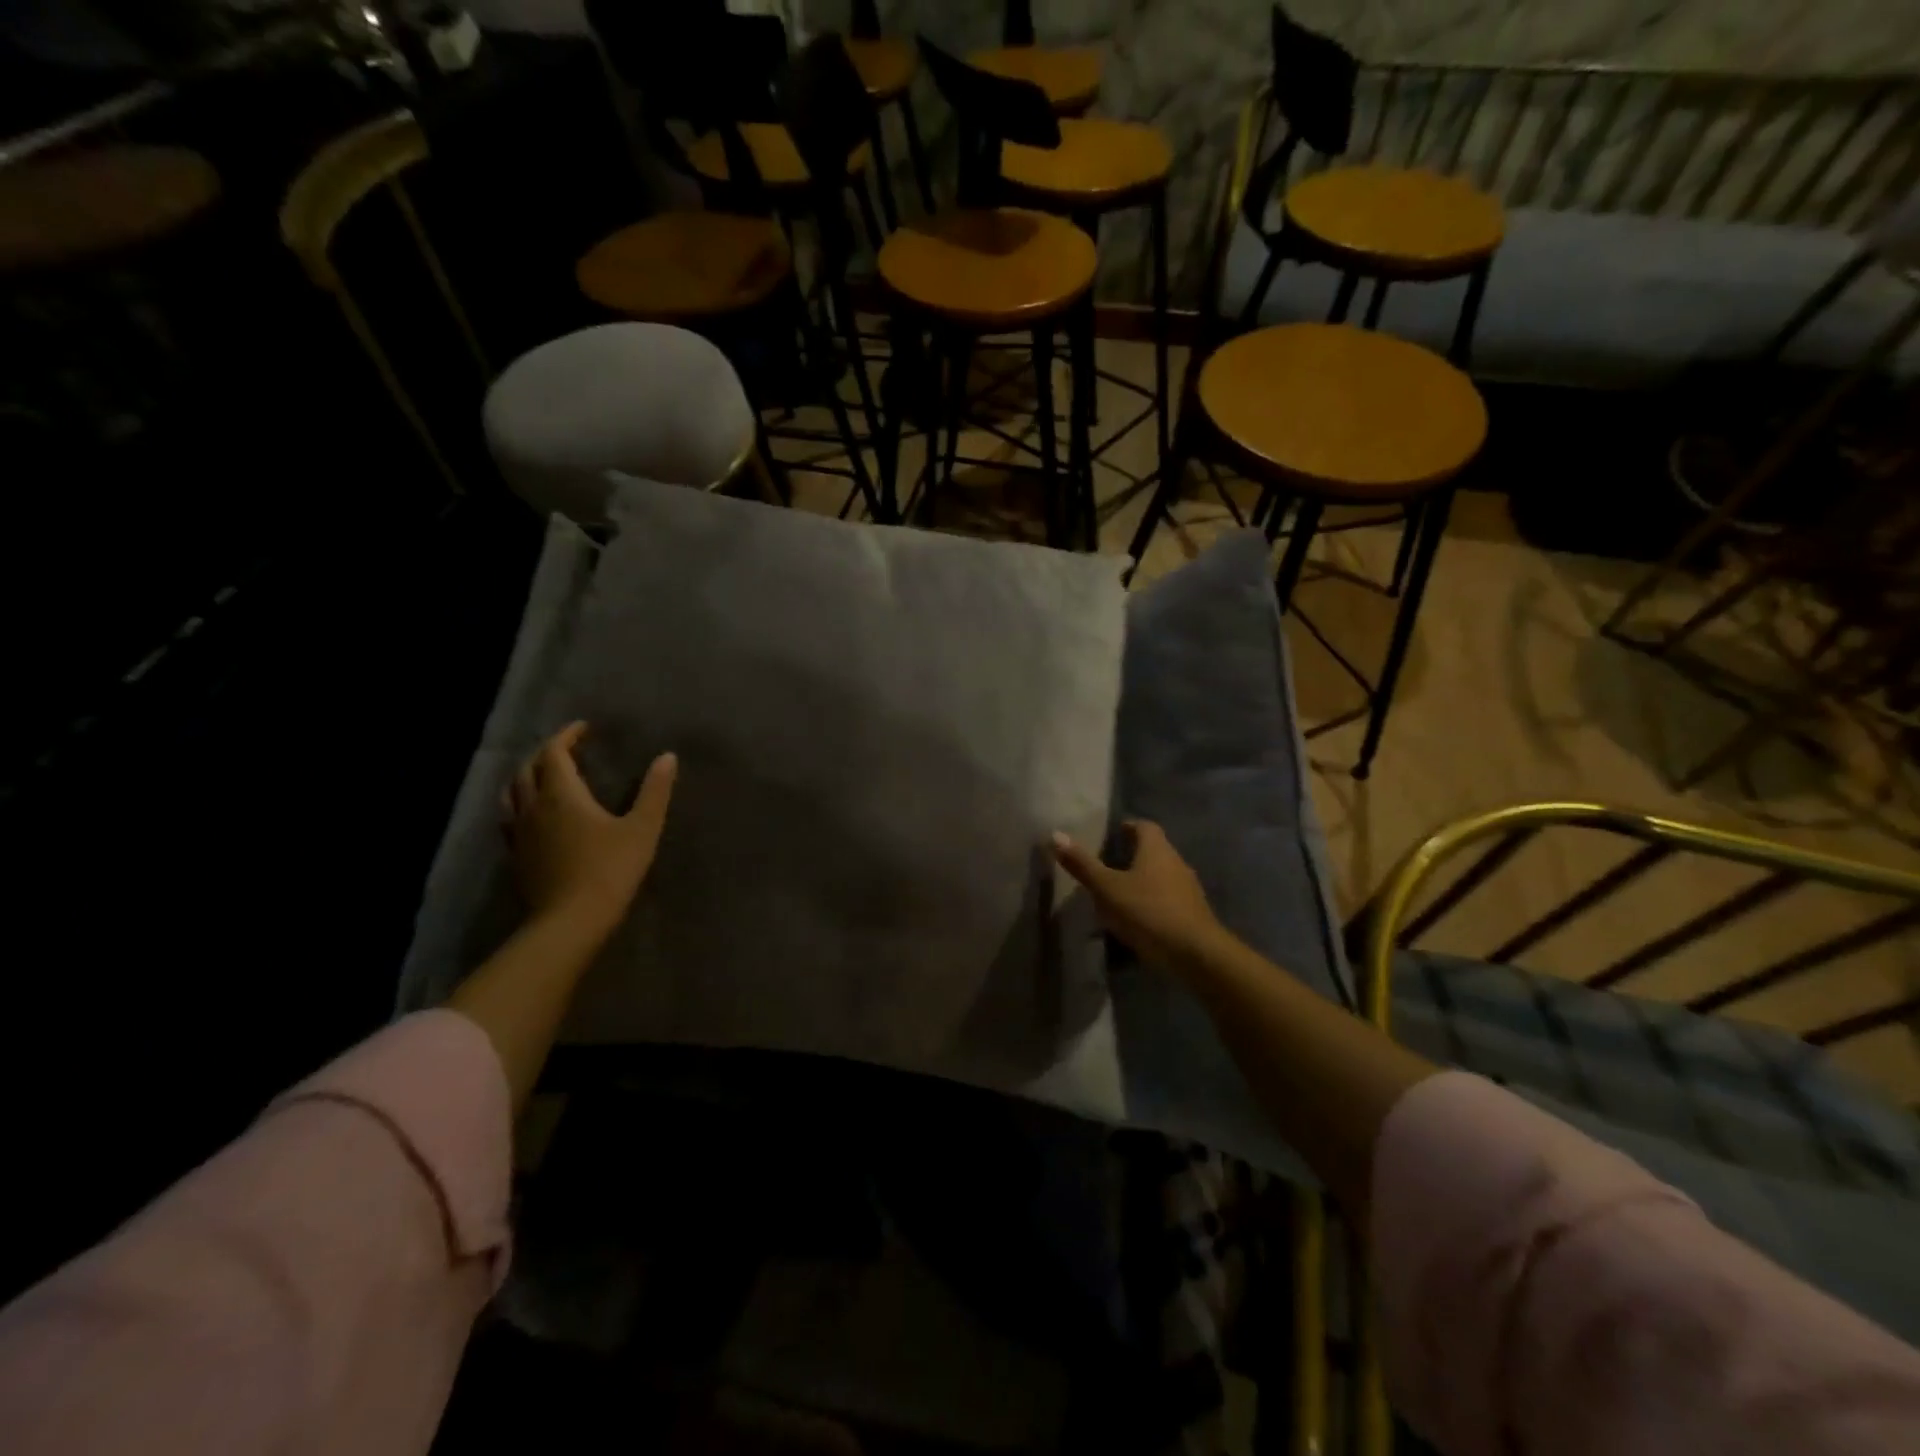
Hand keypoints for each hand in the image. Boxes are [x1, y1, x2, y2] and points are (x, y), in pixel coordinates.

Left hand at [505, 722, 676, 938]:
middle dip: (546, 754)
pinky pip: (510, 819)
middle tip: (567, 751)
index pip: (554, 753)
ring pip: (512, 794)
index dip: (566, 736)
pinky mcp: (516, 857)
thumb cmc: (610, 870)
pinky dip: (520, 805)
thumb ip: (654, 791)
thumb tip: (667, 757)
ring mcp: (519, 834)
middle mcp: (533, 807)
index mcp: (562, 794)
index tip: (583, 728)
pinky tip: (534, 817)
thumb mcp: (643, 828)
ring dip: (526, 778)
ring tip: (545, 778)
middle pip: (527, 770)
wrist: (570, 922)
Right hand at [1051, 820, 1227, 974]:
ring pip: (1161, 876)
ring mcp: (1188, 889)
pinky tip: (1137, 919)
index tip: (1111, 835)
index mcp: (1157, 849)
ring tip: (1118, 894)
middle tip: (1107, 865)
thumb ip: (1082, 864)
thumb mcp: (1107, 889)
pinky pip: (1168, 899)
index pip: (1144, 826)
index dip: (1127, 827)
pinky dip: (1152, 902)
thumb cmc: (1148, 911)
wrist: (1195, 953)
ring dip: (1142, 881)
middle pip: (1154, 850)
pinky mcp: (1192, 913)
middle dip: (1132, 855)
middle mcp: (1176, 862)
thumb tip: (1056, 835)